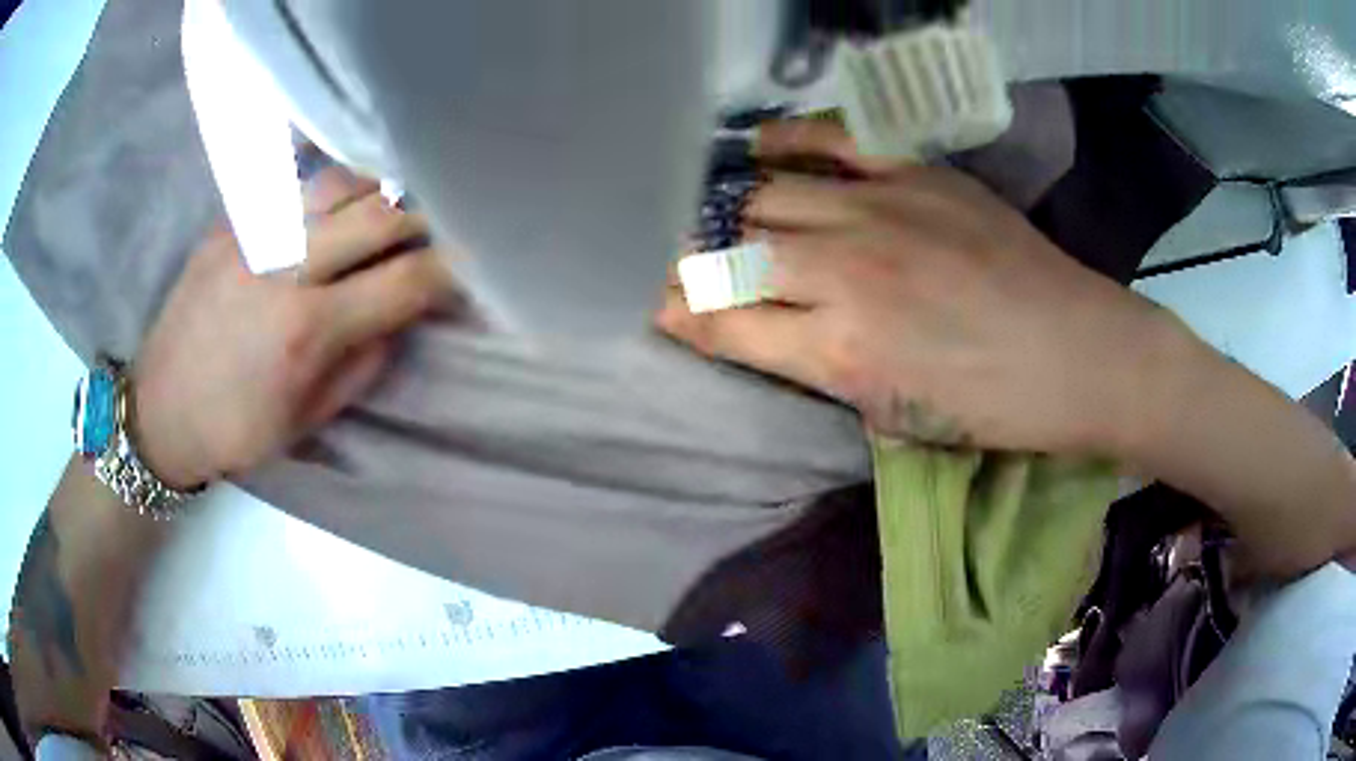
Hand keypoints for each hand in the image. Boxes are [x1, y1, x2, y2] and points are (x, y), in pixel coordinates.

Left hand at [133, 168, 452, 486]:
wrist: (159, 408)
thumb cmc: (235, 429)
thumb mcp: (308, 418)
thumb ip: (363, 361)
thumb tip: (400, 314)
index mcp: (307, 330)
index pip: (405, 281)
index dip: (452, 269)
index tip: (475, 265)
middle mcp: (285, 266)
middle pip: (382, 214)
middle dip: (428, 215)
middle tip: (448, 221)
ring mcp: (256, 233)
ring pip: (342, 182)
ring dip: (383, 189)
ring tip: (398, 202)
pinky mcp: (233, 221)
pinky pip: (298, 184)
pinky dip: (336, 186)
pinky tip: (347, 197)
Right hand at [659, 120, 1186, 455]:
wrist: (1078, 353)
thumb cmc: (993, 407)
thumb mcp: (897, 417)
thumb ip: (822, 370)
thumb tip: (764, 334)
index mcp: (841, 353)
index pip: (724, 324)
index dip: (677, 313)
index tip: (651, 303)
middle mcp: (844, 272)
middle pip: (731, 251)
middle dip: (688, 260)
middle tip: (673, 260)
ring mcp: (878, 210)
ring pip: (764, 195)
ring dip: (726, 209)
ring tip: (709, 213)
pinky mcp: (912, 173)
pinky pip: (825, 140)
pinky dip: (780, 142)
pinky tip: (751, 148)